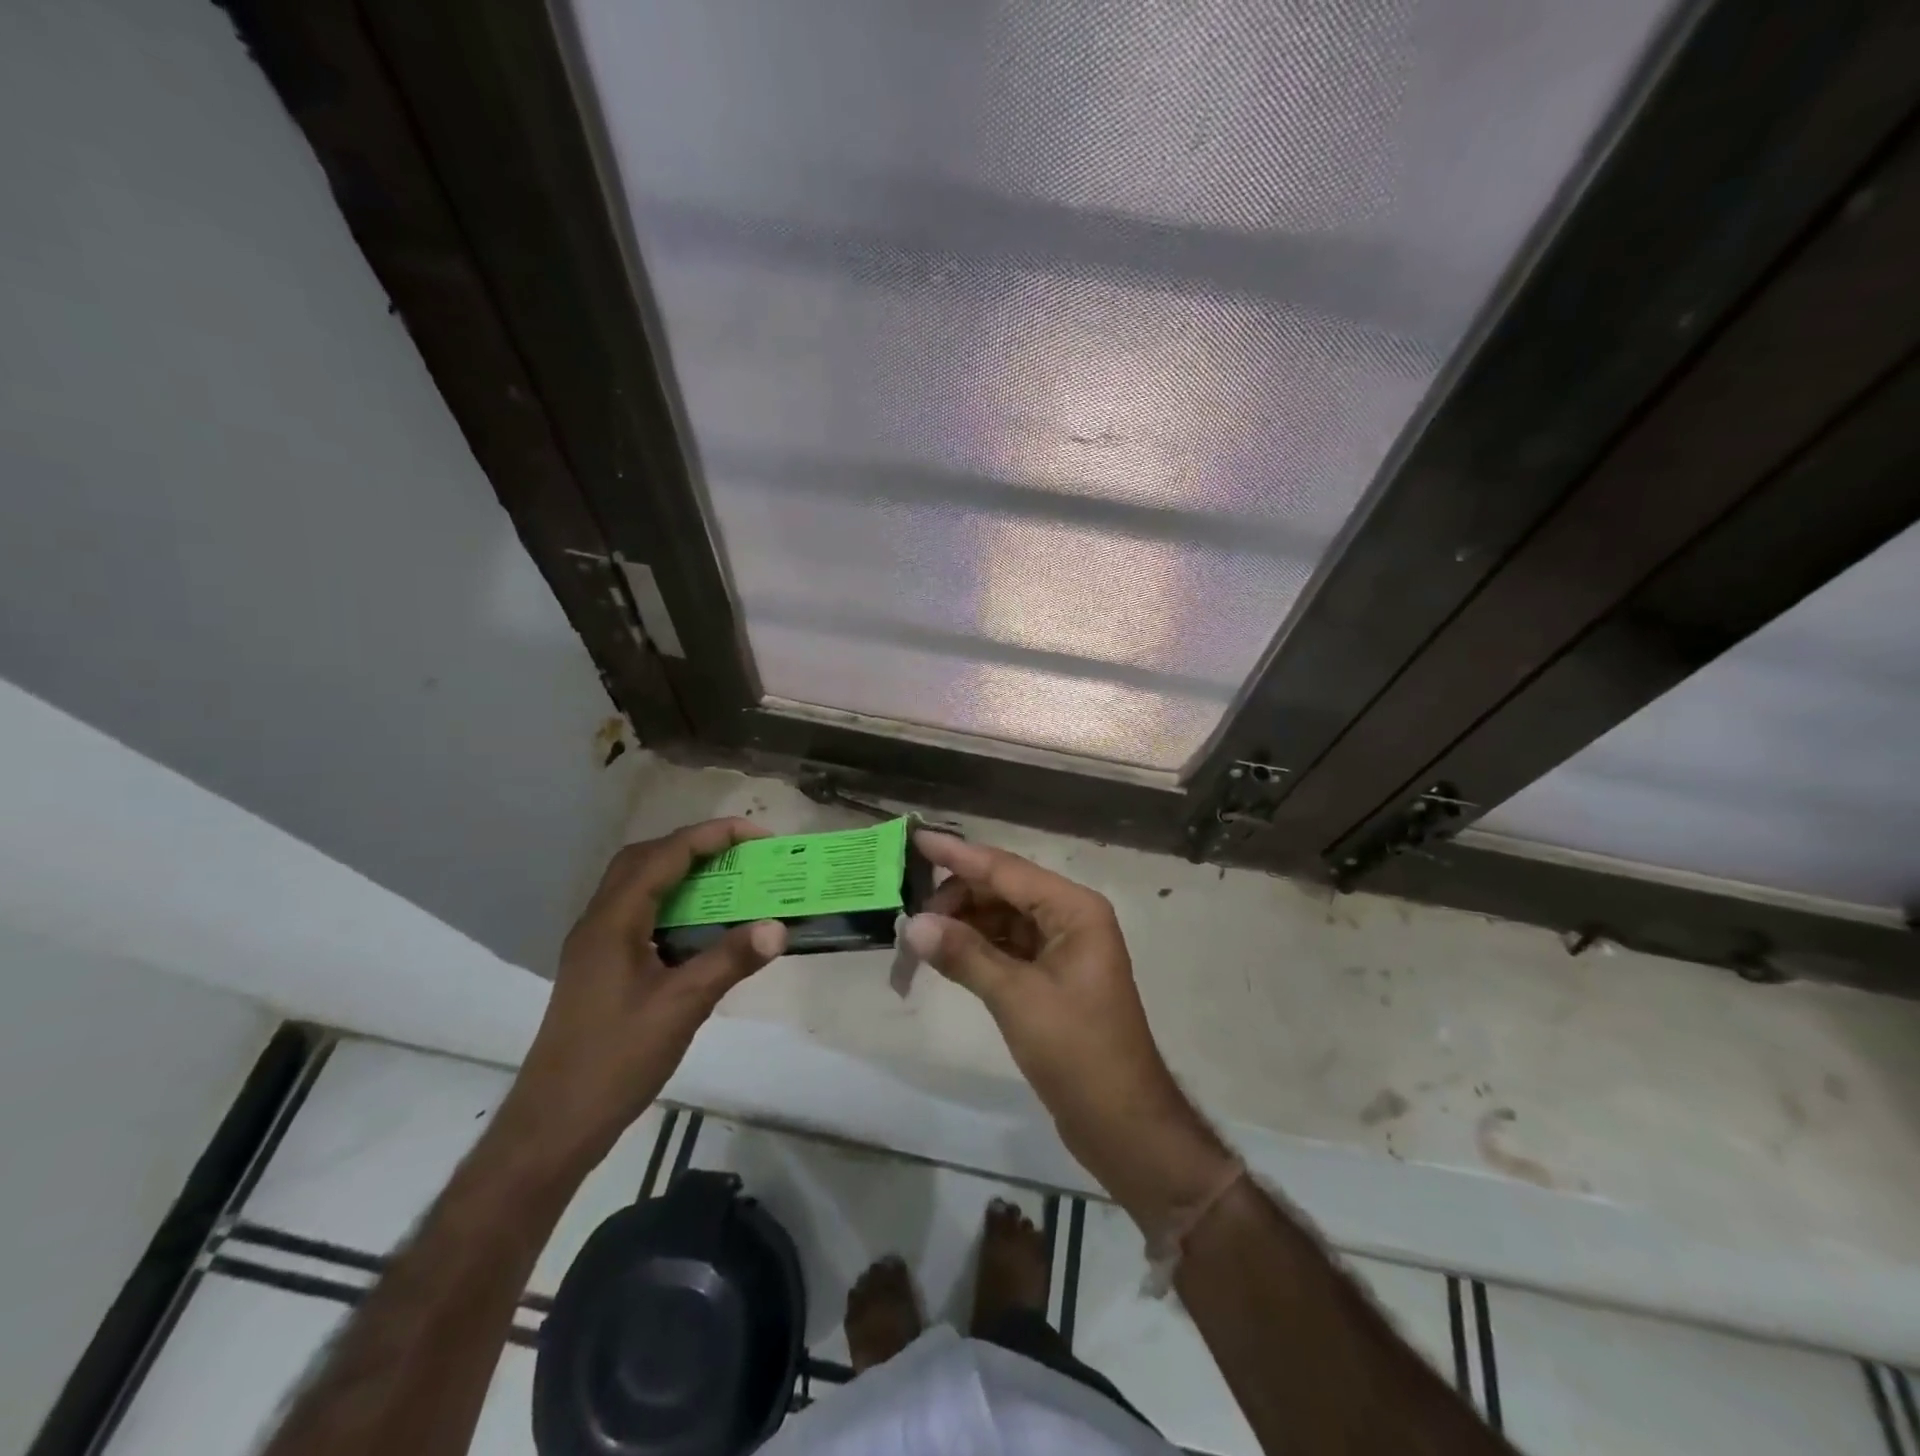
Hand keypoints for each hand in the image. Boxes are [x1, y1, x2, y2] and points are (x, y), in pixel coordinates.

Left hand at [495, 819, 787, 1177]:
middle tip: (739, 852)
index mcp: (613, 921)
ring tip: (726, 878)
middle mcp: (599, 921)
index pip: (665, 855)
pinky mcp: (600, 966)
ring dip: (680, 870)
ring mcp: (595, 944)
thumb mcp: (682, 1007)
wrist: (555, 1123)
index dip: (711, 836)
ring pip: (637, 885)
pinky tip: (700, 926)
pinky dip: (672, 902)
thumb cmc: (616, 1060)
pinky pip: (638, 912)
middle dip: (693, 844)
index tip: (756, 835)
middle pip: (644, 858)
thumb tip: (779, 927)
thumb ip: (730, 961)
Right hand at [903, 831, 1232, 1231]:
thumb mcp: (1016, 998)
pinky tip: (945, 955)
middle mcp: (1070, 918)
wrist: (1122, 1122)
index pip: (1006, 870)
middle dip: (957, 897)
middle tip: (909, 915)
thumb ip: (964, 955)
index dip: (959, 855)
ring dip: (963, 924)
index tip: (918, 837)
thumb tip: (912, 924)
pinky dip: (977, 948)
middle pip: (1004, 891)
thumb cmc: (1078, 1051)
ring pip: (1003, 919)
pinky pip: (1007, 947)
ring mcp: (1062, 948)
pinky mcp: (1051, 977)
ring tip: (918, 936)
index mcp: (1075, 910)